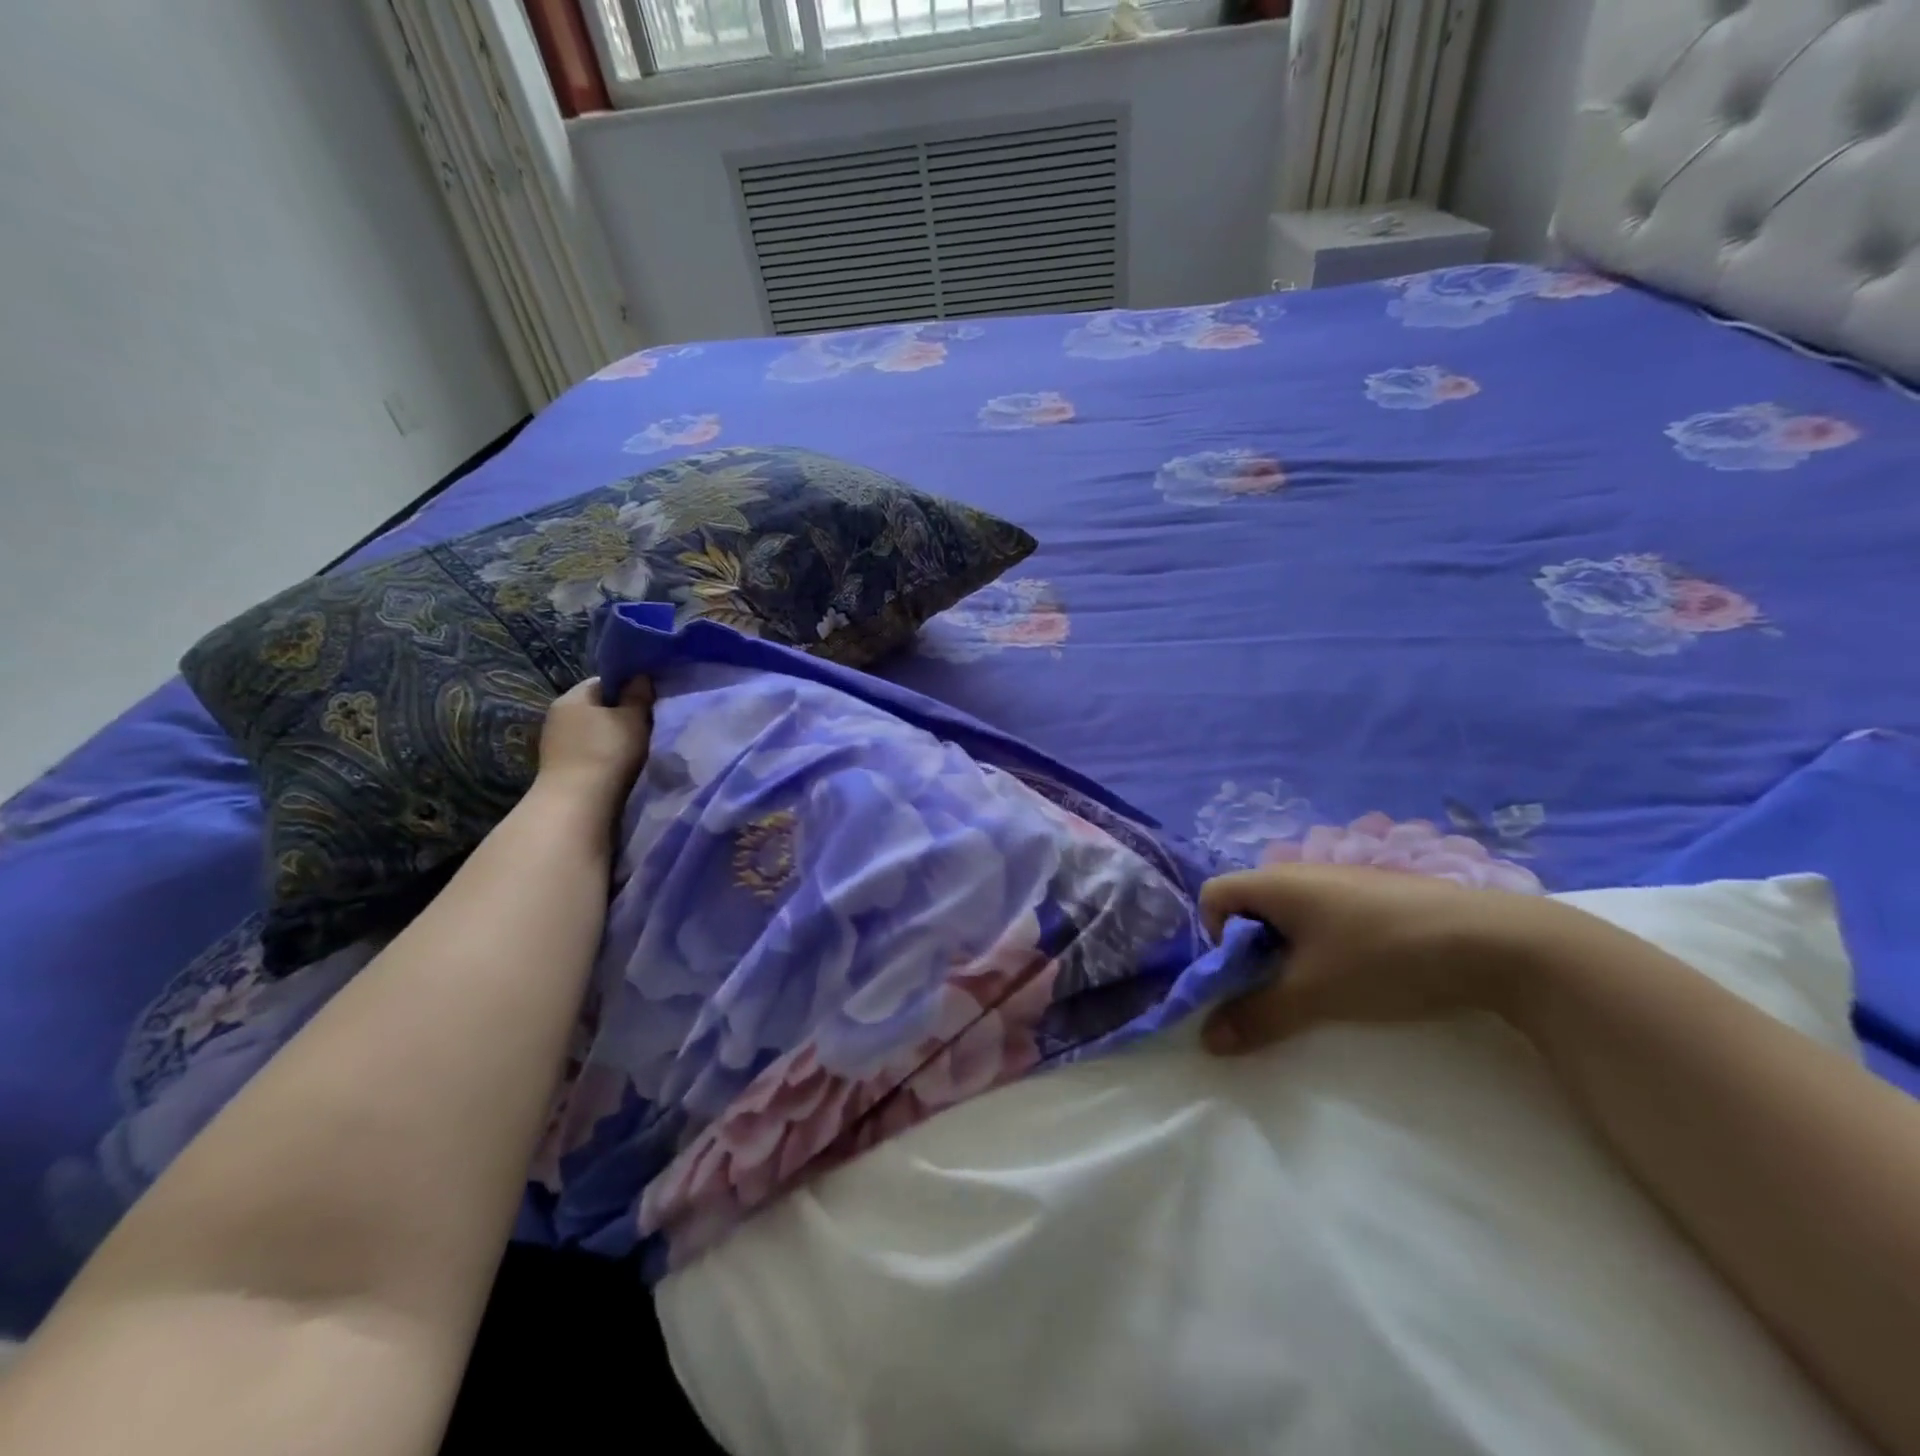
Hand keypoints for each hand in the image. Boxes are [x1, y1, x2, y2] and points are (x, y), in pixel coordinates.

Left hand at [535, 676, 653, 801]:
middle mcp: (558, 715)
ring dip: (611, 736)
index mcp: (572, 697)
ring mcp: (555, 742)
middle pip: (596, 707)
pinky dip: (602, 754)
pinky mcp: (559, 766)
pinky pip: (587, 751)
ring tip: (634, 747)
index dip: (628, 688)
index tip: (648, 701)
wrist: (578, 804)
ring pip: (592, 731)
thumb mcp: (633, 719)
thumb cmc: (608, 753)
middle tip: (646, 724)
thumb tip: (640, 677)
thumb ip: (638, 696)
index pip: (603, 682)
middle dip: (619, 713)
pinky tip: (618, 764)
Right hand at [1197, 864, 1575, 1054]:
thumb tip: (1207, 1041)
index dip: (1213, 935)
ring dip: (1290, 950)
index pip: (1213, 895)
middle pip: (1249, 905)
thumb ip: (1257, 1016)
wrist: (1494, 941)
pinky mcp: (1376, 893)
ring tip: (1323, 985)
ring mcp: (1342, 879)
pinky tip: (1363, 971)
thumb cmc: (1383, 957)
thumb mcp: (1314, 994)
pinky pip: (1326, 914)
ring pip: (1290, 913)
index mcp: (1275, 881)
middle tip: (1281, 988)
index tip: (1244, 974)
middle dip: (1253, 949)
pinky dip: (1324, 943)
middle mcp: (1301, 871)